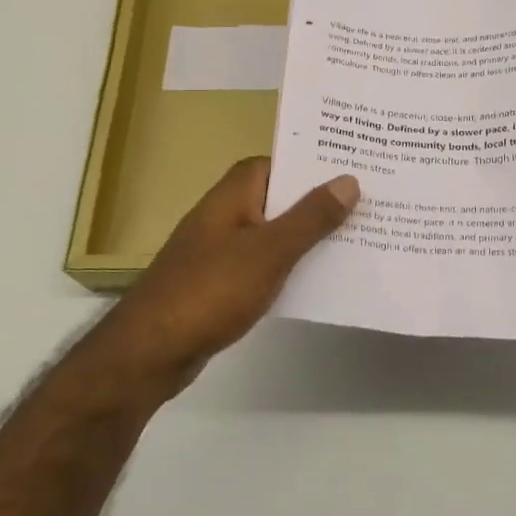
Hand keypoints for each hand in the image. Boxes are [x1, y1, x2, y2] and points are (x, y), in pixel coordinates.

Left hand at [96, 158, 357, 395]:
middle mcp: (222, 218)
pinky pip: (262, 266)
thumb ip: (310, 218)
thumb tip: (348, 180)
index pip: (270, 164)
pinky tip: (317, 280)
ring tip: (354, 239)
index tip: (346, 169)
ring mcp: (217, 254)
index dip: (305, 164)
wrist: (152, 352)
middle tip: (364, 204)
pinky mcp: (218, 286)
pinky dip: (287, 268)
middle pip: (274, 199)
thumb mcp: (269, 251)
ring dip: (304, 237)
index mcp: (230, 198)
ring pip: (270, 235)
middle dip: (314, 202)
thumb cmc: (211, 290)